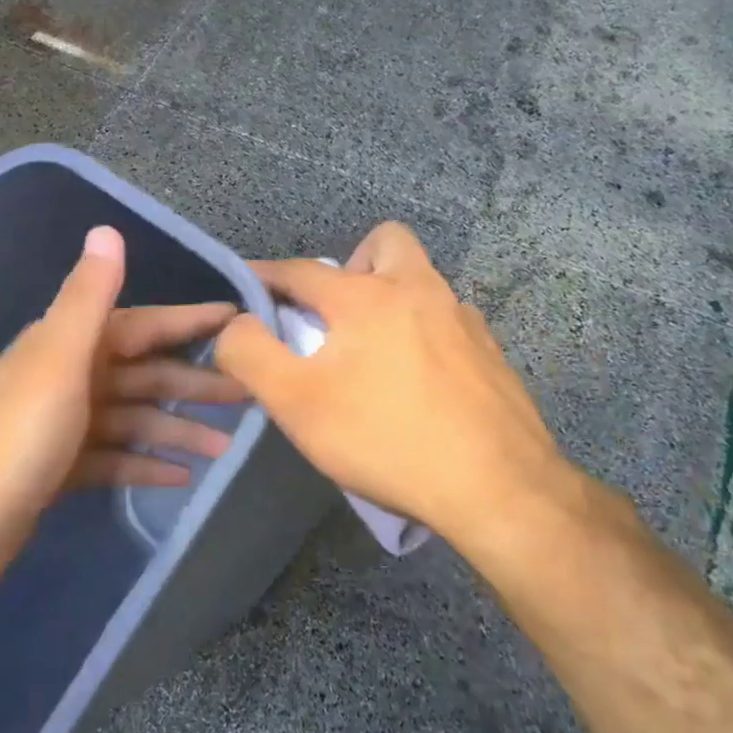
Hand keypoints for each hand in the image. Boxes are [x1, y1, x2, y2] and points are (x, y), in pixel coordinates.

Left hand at [0, 225, 243, 597]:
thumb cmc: (13, 440)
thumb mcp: (58, 362)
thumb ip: (87, 298)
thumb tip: (107, 228)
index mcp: (66, 345)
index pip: (141, 324)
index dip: (189, 320)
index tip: (240, 320)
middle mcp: (65, 377)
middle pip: (142, 373)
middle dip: (193, 382)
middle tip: (249, 393)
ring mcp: (60, 426)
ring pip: (132, 418)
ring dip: (177, 428)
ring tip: (227, 446)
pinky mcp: (57, 470)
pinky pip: (114, 458)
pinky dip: (145, 462)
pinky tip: (181, 476)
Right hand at [212, 222, 572, 541]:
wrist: (498, 490)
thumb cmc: (385, 439)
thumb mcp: (296, 403)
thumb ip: (250, 354)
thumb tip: (234, 324)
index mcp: (366, 296)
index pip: (300, 269)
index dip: (265, 276)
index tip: (246, 289)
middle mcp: (418, 290)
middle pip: (384, 242)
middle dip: (350, 264)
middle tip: (333, 315)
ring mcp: (462, 319)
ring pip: (421, 280)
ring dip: (389, 298)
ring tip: (373, 353)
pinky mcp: (491, 353)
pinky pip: (447, 320)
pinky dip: (423, 333)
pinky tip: (418, 381)